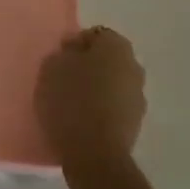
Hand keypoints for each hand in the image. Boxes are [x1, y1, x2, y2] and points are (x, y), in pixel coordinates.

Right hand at [37, 26, 146, 164]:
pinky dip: (102, 109)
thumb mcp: (51, 67)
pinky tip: (83, 120)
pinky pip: (115, 107)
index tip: (60, 59)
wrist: (94, 153)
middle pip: (108, 60)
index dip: (76, 45)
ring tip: (72, 103)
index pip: (96, 35)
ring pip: (113, 84)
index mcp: (116, 47)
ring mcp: (138, 97)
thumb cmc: (70, 101)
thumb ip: (63, 53)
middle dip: (89, 66)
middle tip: (64, 79)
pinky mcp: (136, 124)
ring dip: (97, 89)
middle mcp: (134, 67)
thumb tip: (74, 53)